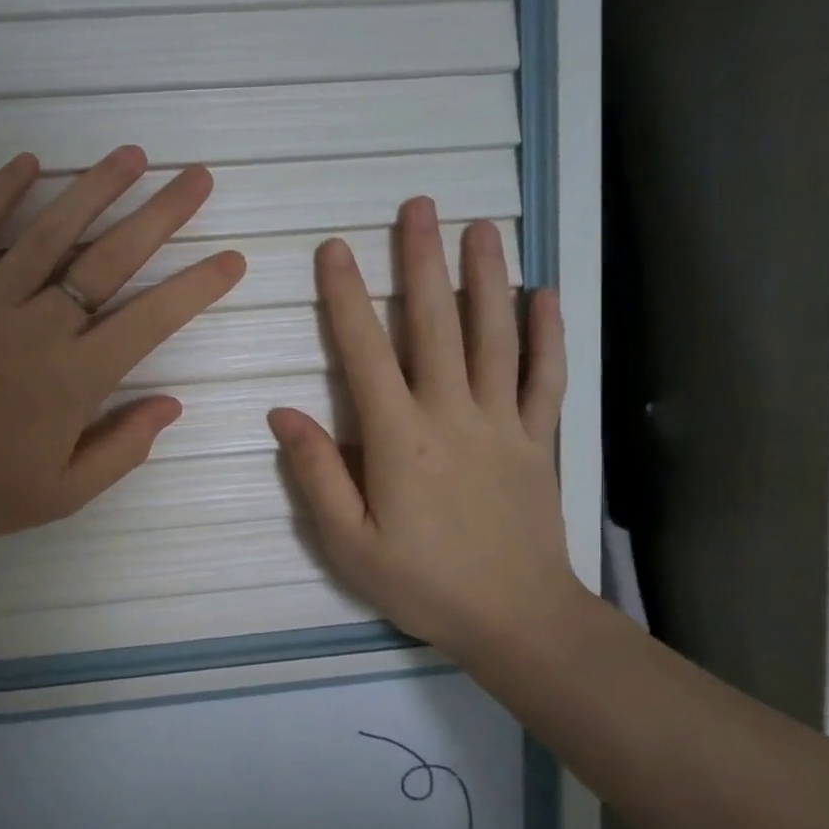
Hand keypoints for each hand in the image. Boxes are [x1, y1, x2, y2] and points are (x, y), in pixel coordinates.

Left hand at [0, 147, 245, 549]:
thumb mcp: (63, 493)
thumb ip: (124, 448)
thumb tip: (172, 404)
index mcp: (74, 379)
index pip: (151, 320)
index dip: (196, 287)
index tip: (230, 258)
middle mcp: (37, 328)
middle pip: (110, 260)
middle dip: (161, 216)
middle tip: (197, 178)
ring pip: (49, 233)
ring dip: (94, 189)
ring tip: (132, 155)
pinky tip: (29, 161)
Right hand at [268, 203, 581, 657]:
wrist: (518, 621)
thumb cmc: (423, 583)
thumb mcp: (348, 543)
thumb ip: (316, 474)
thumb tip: (282, 413)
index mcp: (399, 437)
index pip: (364, 351)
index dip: (346, 297)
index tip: (335, 249)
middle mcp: (451, 413)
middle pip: (434, 324)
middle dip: (422, 261)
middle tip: (418, 207)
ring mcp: (501, 421)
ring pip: (493, 335)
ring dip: (485, 277)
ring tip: (480, 228)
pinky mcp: (537, 437)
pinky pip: (543, 376)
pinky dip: (546, 332)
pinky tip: (544, 293)